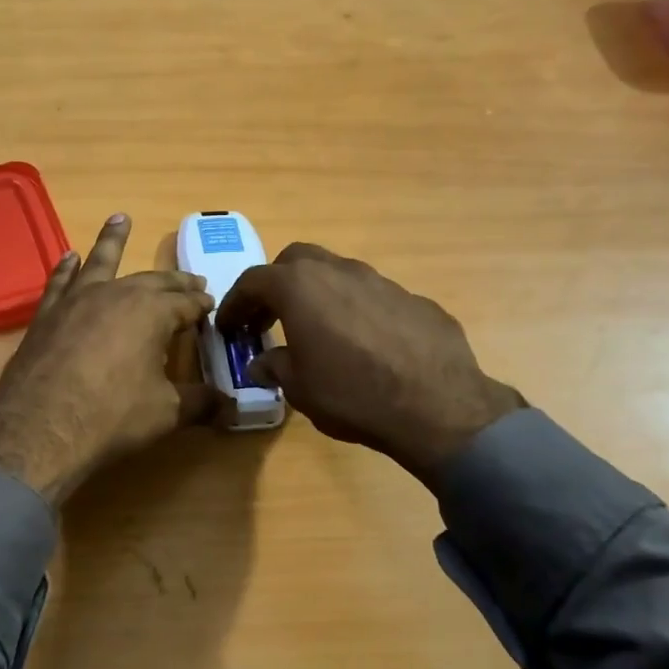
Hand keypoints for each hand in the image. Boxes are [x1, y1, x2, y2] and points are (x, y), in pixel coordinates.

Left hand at [0, 215, 217, 505]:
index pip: (186, 303)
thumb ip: (200, 403)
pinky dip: (67, 267)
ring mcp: (76, 300)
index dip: (201, 304)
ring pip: (99, 262)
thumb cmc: (112, 417)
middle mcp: (115, 294)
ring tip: (120, 219)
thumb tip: (229, 406)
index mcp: (151, 311)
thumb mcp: (166, 412)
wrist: (40, 429)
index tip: (210, 305)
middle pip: (152, 281)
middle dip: (174, 280)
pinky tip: (70, 257)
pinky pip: (60, 281)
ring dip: (112, 240)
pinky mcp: (47, 315)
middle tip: (191, 280)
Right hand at [215, 243, 523, 488]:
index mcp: (300, 287)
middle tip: (268, 317)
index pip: (253, 281)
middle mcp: (339, 271)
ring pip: (337, 274)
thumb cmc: (353, 395)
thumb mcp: (300, 388)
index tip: (229, 326)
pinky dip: (356, 311)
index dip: (235, 303)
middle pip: (296, 260)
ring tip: (317, 330)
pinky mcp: (414, 299)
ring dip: (318, 294)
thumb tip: (263, 363)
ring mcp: (381, 281)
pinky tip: (363, 345)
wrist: (439, 408)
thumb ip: (276, 366)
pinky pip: (372, 297)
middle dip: (276, 284)